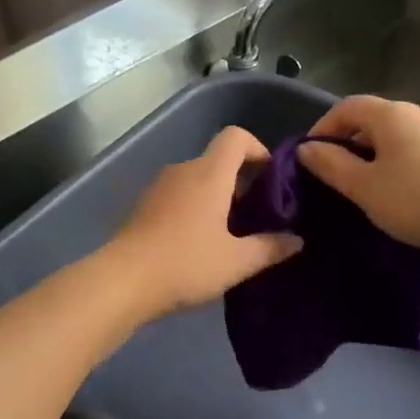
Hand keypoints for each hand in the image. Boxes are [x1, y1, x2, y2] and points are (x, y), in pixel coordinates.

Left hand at [102, 126, 302, 319]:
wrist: (123, 281)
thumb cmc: (186, 264)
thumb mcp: (236, 262)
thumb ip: (270, 248)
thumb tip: (297, 240)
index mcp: (209, 173)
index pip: (236, 137)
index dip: (258, 149)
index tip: (272, 178)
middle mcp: (183, 170)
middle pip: (218, 160)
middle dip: (242, 181)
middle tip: (259, 215)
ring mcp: (159, 187)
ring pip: (197, 180)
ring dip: (218, 197)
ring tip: (232, 233)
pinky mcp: (144, 207)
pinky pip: (179, 196)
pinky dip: (195, 208)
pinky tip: (201, 242)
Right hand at [299, 95, 419, 251]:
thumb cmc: (419, 199)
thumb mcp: (365, 187)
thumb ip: (331, 165)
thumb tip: (306, 149)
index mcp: (389, 115)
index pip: (346, 107)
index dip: (322, 128)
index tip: (309, 159)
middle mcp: (414, 115)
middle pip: (369, 121)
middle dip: (344, 144)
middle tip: (330, 177)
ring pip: (390, 139)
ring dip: (368, 158)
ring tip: (358, 190)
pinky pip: (409, 153)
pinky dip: (391, 167)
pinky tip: (391, 194)